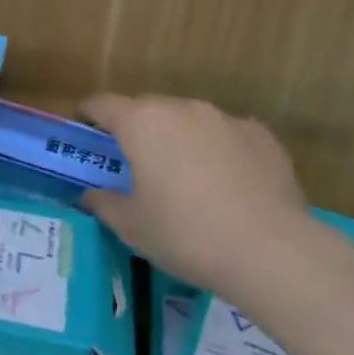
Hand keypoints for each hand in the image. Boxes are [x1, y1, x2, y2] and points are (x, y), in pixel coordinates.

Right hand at [80, 94, 314, 296]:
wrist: (270, 250)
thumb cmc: (185, 234)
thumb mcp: (131, 227)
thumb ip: (104, 203)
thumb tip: (91, 195)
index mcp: (141, 123)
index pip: (102, 104)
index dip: (88, 115)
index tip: (84, 131)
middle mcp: (182, 109)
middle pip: (147, 108)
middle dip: (136, 129)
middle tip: (134, 163)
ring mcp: (225, 119)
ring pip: (189, 119)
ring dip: (178, 138)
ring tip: (184, 176)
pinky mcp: (262, 135)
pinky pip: (226, 135)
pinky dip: (217, 150)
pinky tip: (226, 184)